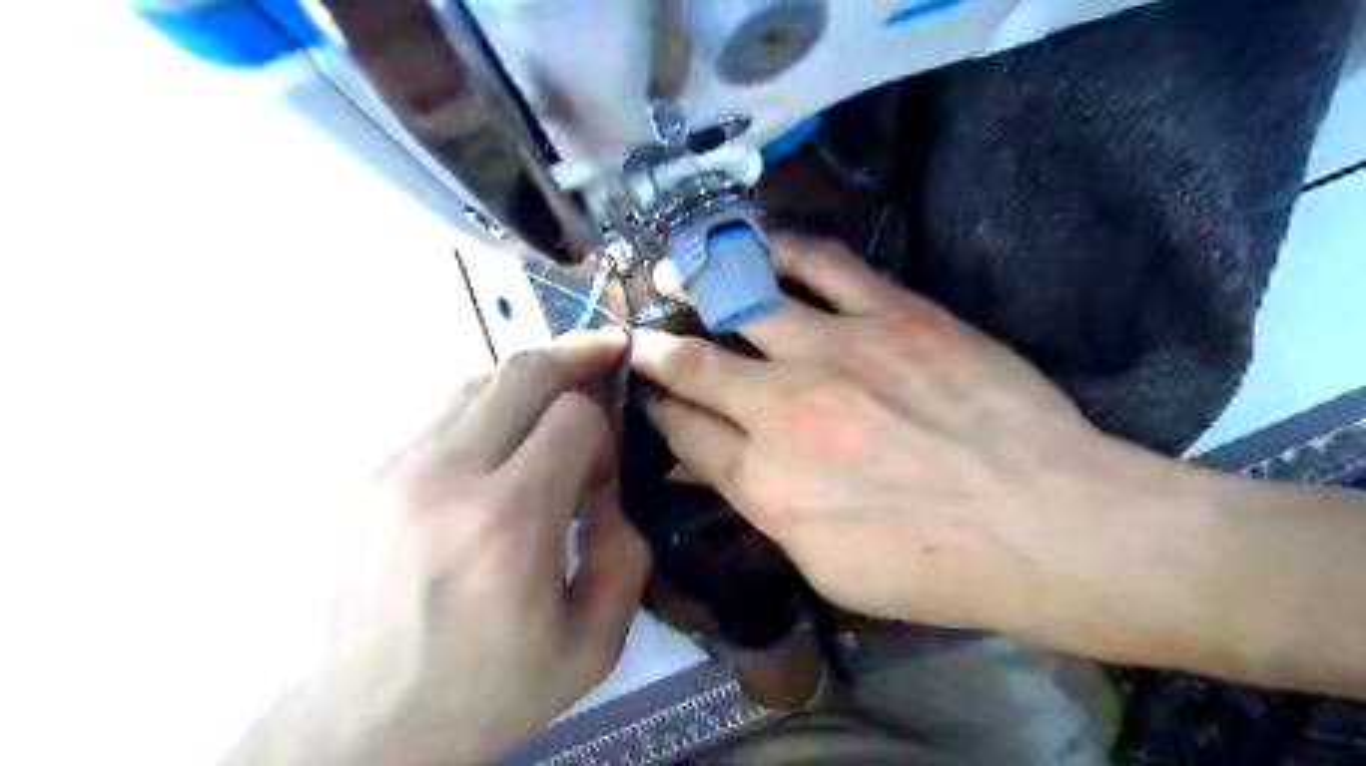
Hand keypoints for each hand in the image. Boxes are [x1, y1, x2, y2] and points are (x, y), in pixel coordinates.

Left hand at [268, 331, 656, 765]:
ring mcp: (402, 466)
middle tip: (609, 353)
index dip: (606, 429)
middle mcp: (448, 476)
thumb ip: (626, 555)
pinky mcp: (378, 471)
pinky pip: (451, 406)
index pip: (575, 416)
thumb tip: (609, 487)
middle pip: (525, 371)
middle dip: (578, 356)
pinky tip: (512, 432)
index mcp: (508, 523)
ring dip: (535, 378)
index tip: (606, 469)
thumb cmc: (485, 691)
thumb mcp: (591, 646)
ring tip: (564, 396)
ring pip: (484, 378)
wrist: (359, 723)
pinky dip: (495, 401)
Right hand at [636, 240, 1143, 633]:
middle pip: (695, 365)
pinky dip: (782, 249)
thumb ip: (761, 508)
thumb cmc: (933, 565)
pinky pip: (822, 263)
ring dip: (699, 284)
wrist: (1044, 521)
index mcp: (764, 480)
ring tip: (676, 270)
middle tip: (641, 332)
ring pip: (743, 301)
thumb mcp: (825, 565)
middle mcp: (782, 407)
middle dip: (658, 349)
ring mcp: (835, 350)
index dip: (659, 410)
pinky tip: (761, 242)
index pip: (684, 432)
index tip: (650, 395)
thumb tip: (712, 471)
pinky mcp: (890, 312)